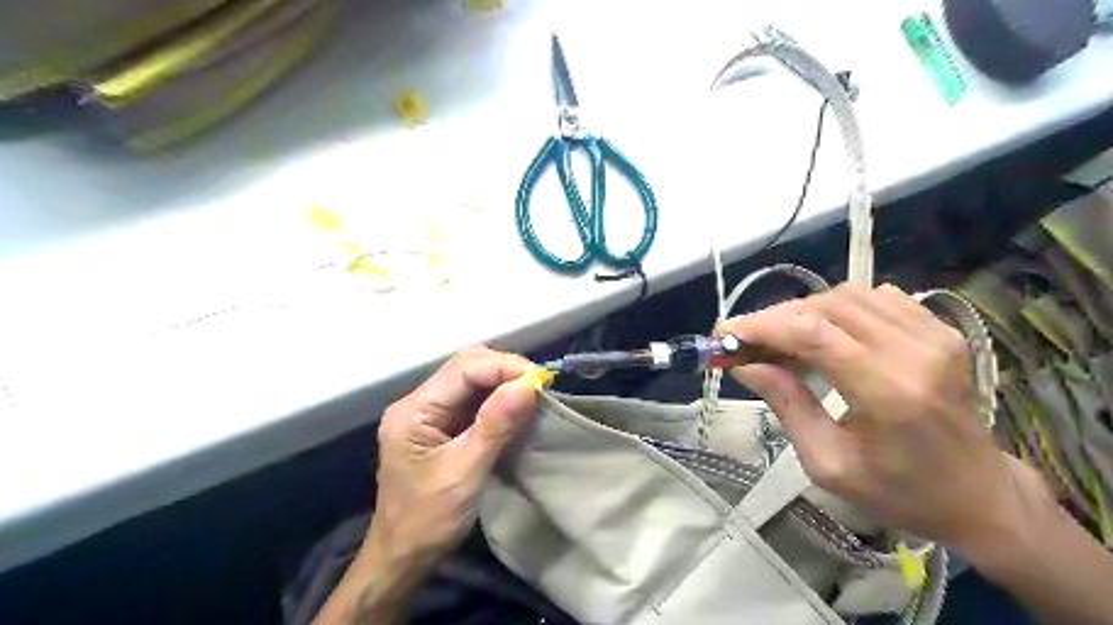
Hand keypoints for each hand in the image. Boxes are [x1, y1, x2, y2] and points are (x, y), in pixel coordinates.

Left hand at [312, 349, 538, 621]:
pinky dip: (499, 398)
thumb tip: (528, 384)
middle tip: (540, 385)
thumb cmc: (428, 520)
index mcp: (414, 410)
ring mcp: (430, 413)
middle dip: (505, 369)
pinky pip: (474, 399)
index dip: (504, 367)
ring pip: (472, 379)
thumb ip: (495, 425)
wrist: (404, 558)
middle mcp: (419, 403)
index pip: (463, 369)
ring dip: (504, 381)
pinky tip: (518, 406)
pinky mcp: (443, 425)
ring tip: (534, 392)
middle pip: (466, 366)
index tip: (541, 380)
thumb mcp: (464, 472)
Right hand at [727, 284, 1040, 547]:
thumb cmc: (899, 492)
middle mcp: (915, 351)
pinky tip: (825, 332)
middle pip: (826, 306)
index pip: (812, 333)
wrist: (979, 495)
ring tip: (781, 338)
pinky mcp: (940, 330)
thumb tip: (744, 363)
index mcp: (888, 391)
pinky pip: (875, 297)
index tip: (725, 332)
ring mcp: (934, 334)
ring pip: (848, 295)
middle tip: (746, 339)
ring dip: (804, 310)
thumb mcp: (828, 463)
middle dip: (776, 317)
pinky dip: (838, 307)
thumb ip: (785, 405)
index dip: (761, 326)